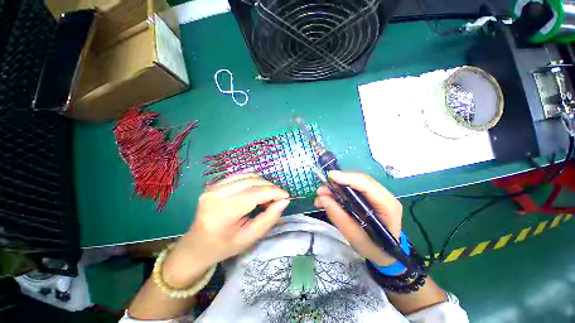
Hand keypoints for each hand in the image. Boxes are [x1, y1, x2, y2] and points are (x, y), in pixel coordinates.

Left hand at [163, 173, 289, 287]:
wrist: (196, 245)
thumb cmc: (223, 246)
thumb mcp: (249, 239)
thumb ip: (268, 219)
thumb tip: (284, 201)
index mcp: (221, 213)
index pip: (253, 194)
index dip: (273, 192)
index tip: (286, 196)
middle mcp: (215, 195)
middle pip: (251, 182)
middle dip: (270, 187)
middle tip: (279, 198)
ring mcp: (213, 187)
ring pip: (247, 176)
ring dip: (263, 183)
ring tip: (268, 195)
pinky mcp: (215, 183)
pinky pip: (240, 175)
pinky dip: (254, 180)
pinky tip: (258, 190)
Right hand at [314, 171, 402, 265]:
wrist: (385, 254)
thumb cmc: (374, 249)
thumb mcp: (355, 238)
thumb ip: (339, 217)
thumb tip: (322, 198)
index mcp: (388, 207)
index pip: (368, 185)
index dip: (348, 178)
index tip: (330, 176)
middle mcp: (385, 196)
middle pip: (360, 181)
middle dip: (339, 182)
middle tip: (321, 190)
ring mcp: (377, 195)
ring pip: (355, 183)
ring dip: (337, 186)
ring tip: (321, 194)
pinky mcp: (369, 197)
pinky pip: (353, 189)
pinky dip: (339, 191)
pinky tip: (328, 196)